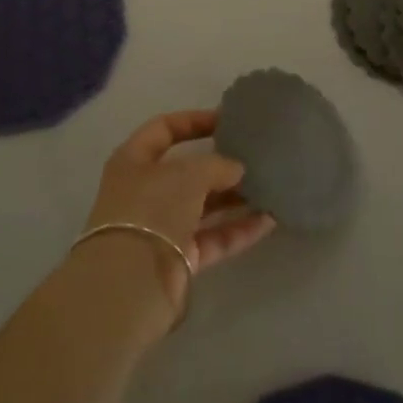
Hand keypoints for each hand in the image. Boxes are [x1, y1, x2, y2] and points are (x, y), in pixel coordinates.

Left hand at [83, 111, 275, 321]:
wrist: (131, 284)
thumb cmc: (152, 210)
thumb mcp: (188, 174)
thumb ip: (217, 165)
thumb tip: (237, 169)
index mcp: (134, 161)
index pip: (164, 129)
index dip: (193, 121)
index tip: (227, 119)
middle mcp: (145, 191)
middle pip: (187, 171)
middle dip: (221, 165)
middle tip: (255, 157)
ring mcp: (162, 227)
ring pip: (203, 206)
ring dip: (235, 197)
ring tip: (270, 186)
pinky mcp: (179, 259)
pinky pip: (213, 237)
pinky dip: (239, 229)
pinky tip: (269, 220)